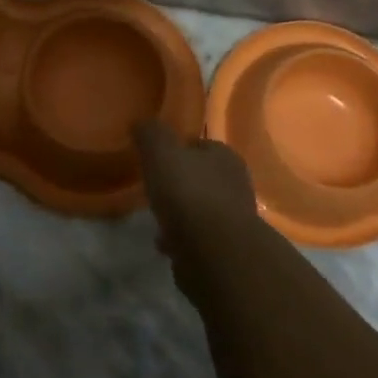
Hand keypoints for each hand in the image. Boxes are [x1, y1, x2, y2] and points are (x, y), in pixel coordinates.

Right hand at [134, 121, 259, 282]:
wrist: (214, 254)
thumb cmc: (189, 194)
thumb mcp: (161, 153)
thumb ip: (151, 134)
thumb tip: (141, 122)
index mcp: (224, 155)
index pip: (199, 144)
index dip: (177, 150)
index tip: (155, 159)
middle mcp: (235, 183)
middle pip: (202, 177)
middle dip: (179, 183)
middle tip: (155, 189)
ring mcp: (233, 218)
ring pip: (200, 209)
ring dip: (180, 213)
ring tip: (156, 219)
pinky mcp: (226, 249)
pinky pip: (198, 238)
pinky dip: (182, 239)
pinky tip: (165, 244)